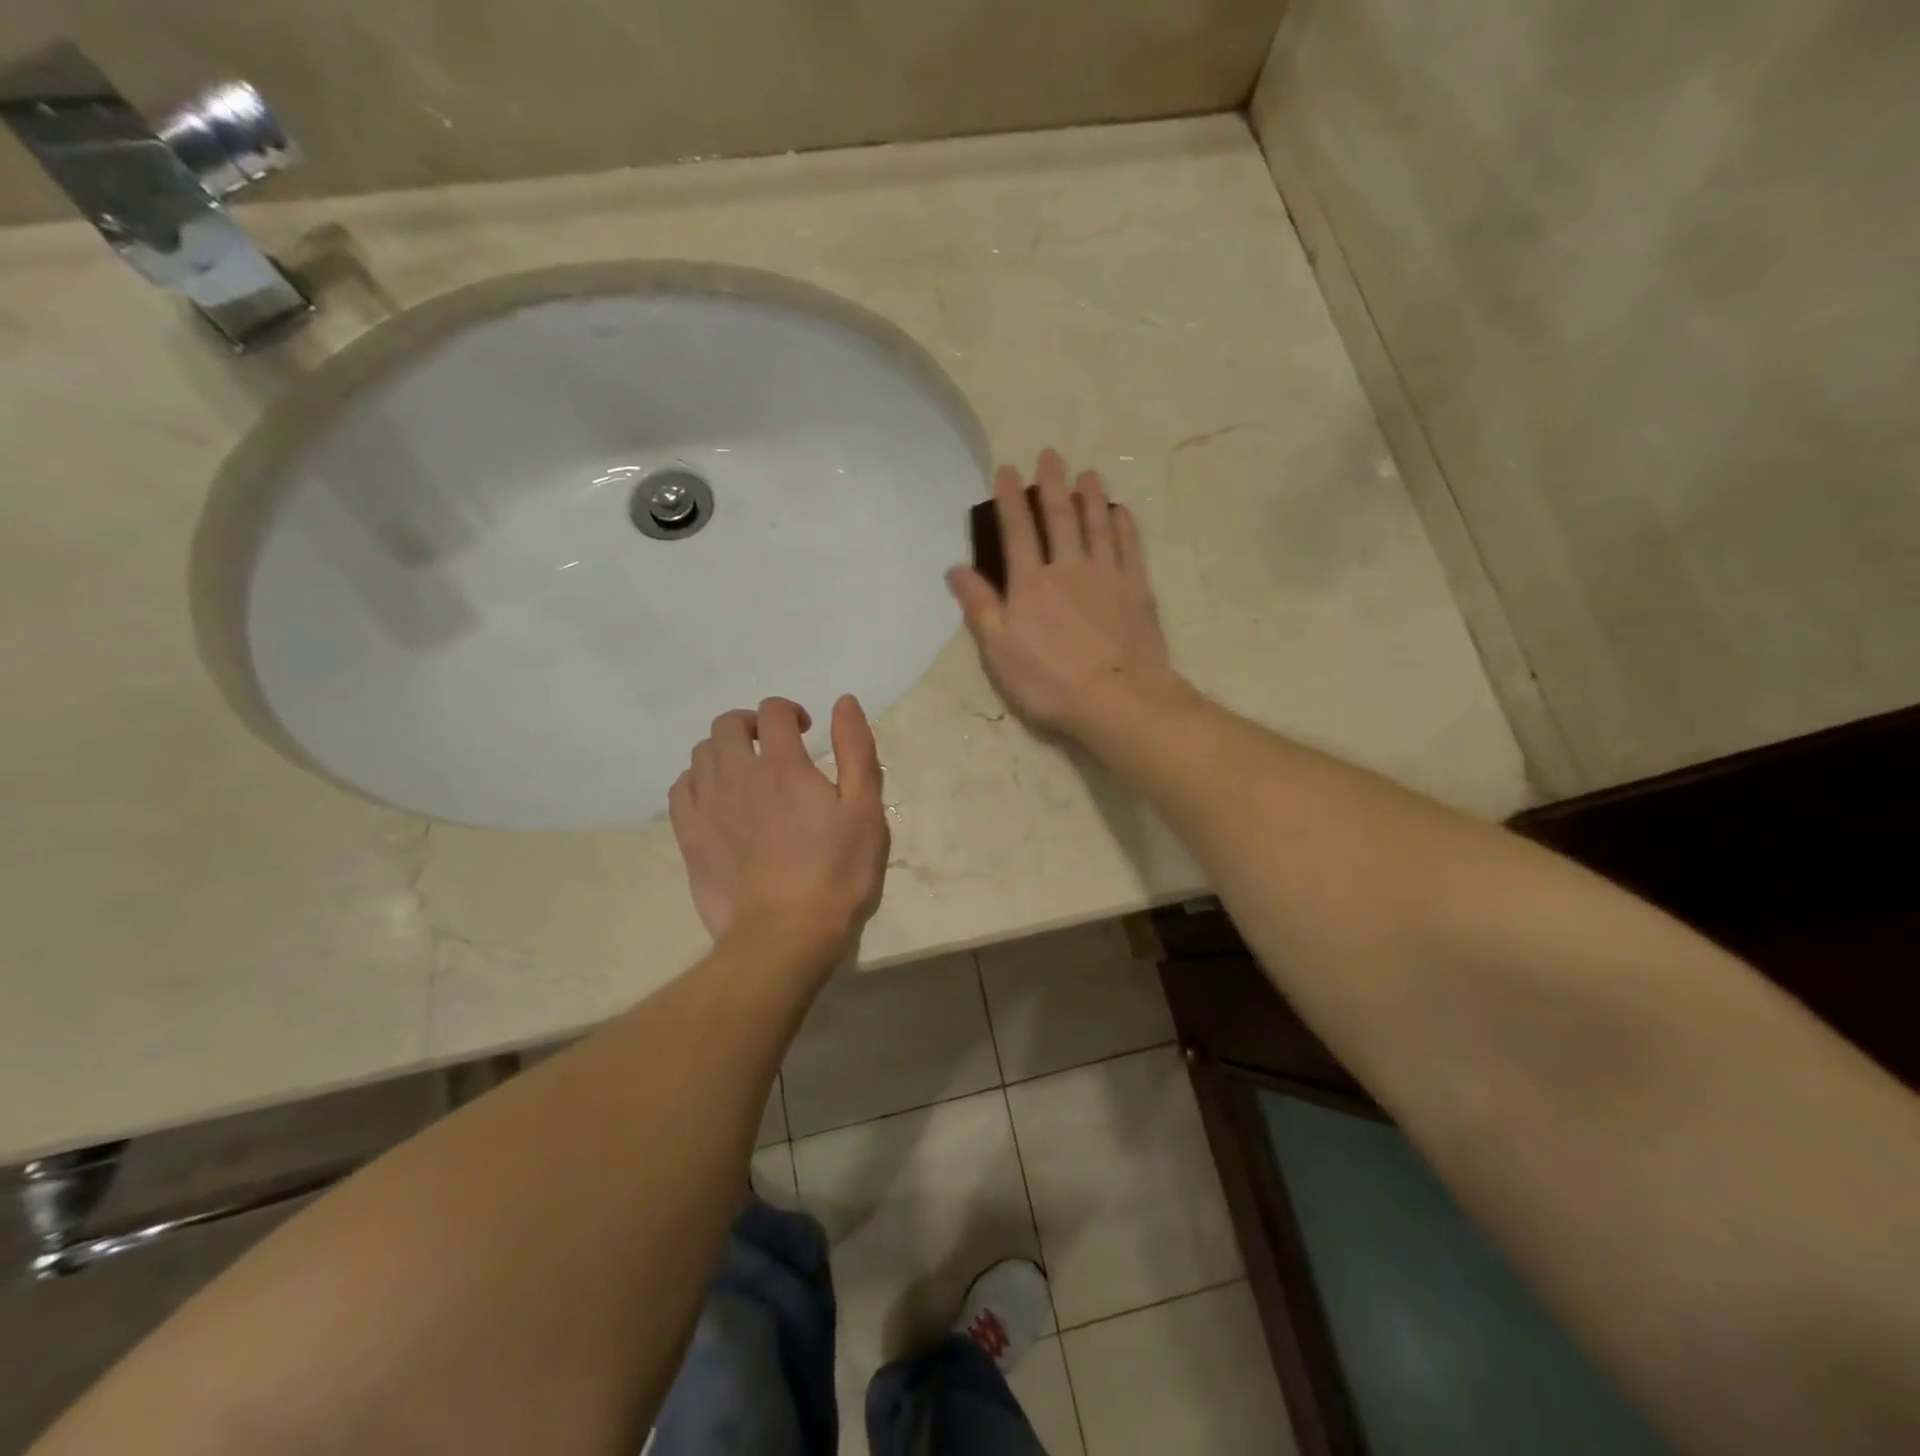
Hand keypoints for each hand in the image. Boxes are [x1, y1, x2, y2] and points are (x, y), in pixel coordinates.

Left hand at [668, 695, 889, 959]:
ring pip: (701, 753)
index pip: (774, 711)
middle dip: (752, 724)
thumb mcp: (865, 809)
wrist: (786, 934)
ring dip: (725, 750)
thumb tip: (843, 701)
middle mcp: (738, 775)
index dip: (790, 712)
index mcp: (783, 765)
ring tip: (746, 772)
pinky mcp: (688, 835)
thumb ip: (855, 749)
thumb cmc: (838, 872)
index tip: (806, 731)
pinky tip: (716, 797)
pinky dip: (697, 780)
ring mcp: (707, 805)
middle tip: (773, 745)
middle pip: (728, 724)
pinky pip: (680, 788)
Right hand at [946, 449, 1186, 737]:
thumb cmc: (1049, 682)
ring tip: (1088, 473)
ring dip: (1091, 497)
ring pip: (1098, 525)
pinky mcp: (1137, 590)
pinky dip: (1124, 526)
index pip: (1017, 531)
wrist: (1118, 699)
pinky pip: (1130, 548)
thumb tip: (955, 569)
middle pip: (1059, 518)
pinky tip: (1121, 512)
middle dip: (1052, 484)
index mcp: (1030, 584)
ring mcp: (1107, 576)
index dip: (1010, 499)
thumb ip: (980, 607)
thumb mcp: (999, 652)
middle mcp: (1068, 568)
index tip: (1008, 470)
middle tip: (1050, 455)